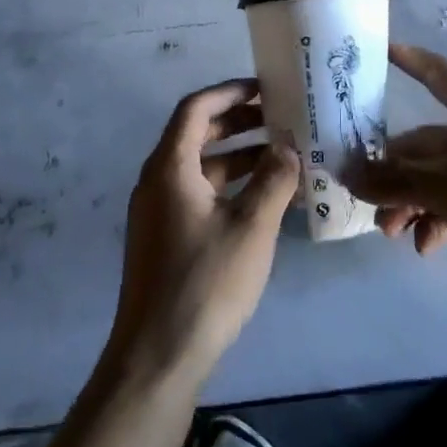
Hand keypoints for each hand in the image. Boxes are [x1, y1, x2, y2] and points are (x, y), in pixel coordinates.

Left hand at [108, 80, 299, 383]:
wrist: (158, 357)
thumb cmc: (206, 283)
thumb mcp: (251, 227)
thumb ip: (274, 180)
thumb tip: (289, 147)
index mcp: (169, 168)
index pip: (195, 109)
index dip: (230, 93)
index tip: (266, 90)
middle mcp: (157, 182)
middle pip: (197, 135)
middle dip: (239, 123)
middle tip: (281, 120)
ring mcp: (158, 213)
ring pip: (200, 167)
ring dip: (238, 158)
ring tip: (283, 159)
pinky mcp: (165, 239)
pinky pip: (198, 195)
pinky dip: (229, 188)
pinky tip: (264, 202)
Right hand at [357, 44, 446, 272]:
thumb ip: (396, 182)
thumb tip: (346, 173)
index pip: (436, 74)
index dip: (408, 60)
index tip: (377, 52)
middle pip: (425, 143)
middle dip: (393, 171)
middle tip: (366, 199)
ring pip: (437, 178)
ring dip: (411, 202)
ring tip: (392, 233)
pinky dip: (438, 220)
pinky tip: (427, 247)